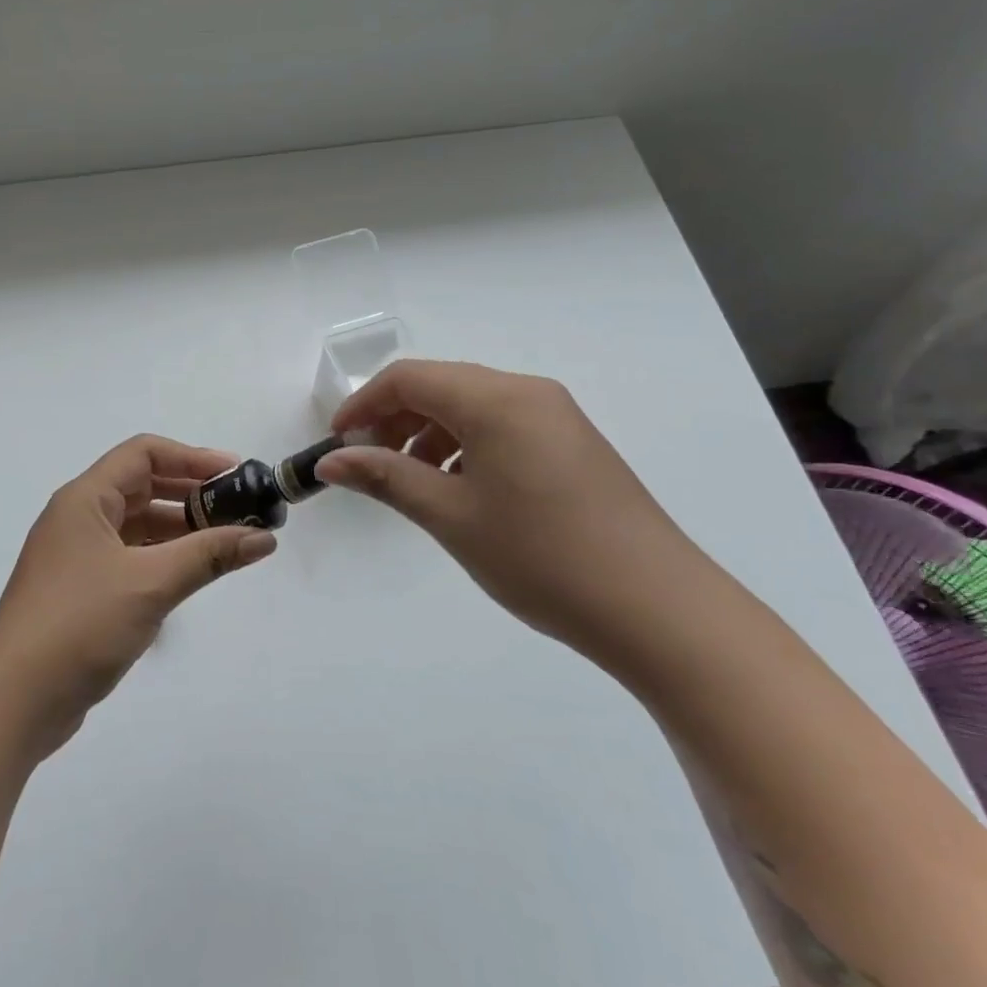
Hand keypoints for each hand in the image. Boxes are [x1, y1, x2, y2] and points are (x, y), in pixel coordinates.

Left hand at [0, 435, 278, 755]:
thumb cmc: (80, 623)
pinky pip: (130, 559)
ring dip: (180, 530)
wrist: (13, 699)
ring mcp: (77, 557)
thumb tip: (264, 538)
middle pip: (142, 487)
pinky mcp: (82, 592)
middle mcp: (79, 518)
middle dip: (191, 494)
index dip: (192, 457)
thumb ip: (209, 555)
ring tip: (227, 542)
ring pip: (137, 527)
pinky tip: (192, 575)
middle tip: (239, 509)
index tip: (236, 474)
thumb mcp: (151, 583)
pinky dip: (163, 560)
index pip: (144, 454)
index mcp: (85, 499)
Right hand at [314, 360, 721, 662]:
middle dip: (395, 419)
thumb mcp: (450, 516)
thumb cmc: (540, 557)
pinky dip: (465, 446)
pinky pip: (502, 426)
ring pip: (472, 406)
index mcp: (496, 399)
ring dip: (429, 434)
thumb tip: (329, 461)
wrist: (656, 608)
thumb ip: (386, 478)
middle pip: (441, 385)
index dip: (363, 405)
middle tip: (369, 465)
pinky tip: (459, 489)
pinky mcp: (572, 444)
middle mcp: (528, 393)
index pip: (410, 378)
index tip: (337, 443)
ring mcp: (556, 417)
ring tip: (411, 482)